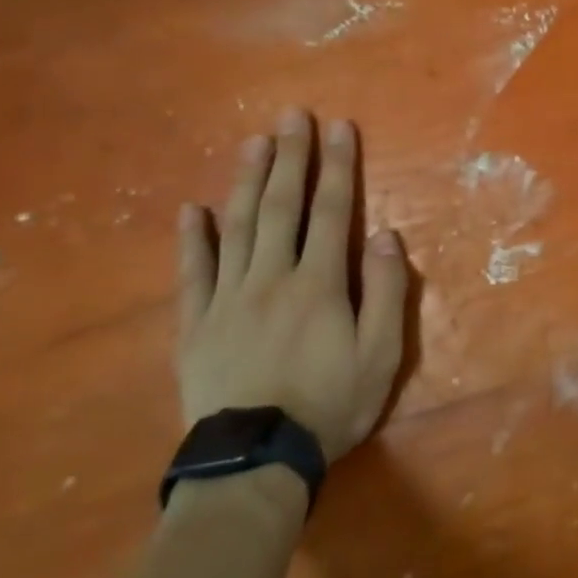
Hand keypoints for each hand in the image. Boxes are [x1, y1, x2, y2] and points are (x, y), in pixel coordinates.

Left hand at [177, 108, 406, 461]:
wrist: (256, 461)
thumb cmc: (330, 404)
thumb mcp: (381, 354)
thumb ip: (385, 291)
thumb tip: (384, 234)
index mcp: (319, 283)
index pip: (332, 212)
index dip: (337, 167)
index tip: (339, 128)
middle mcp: (271, 277)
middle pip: (282, 207)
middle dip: (290, 157)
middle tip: (292, 116)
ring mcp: (228, 298)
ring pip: (238, 228)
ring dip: (247, 181)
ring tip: (253, 143)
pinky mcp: (196, 325)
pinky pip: (192, 273)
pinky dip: (192, 239)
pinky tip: (192, 210)